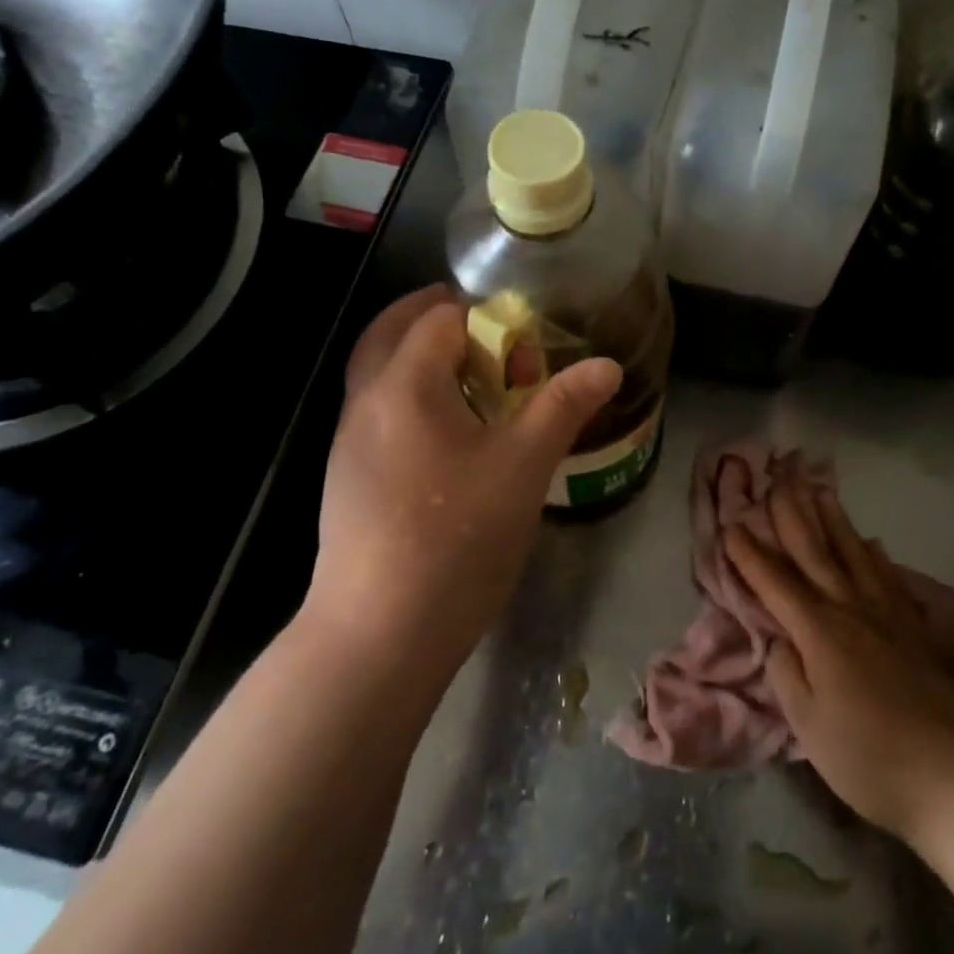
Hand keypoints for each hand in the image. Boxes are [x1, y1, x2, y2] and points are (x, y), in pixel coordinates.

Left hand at [306, 285, 621, 690]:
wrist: (378, 635)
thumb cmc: (456, 537)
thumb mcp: (524, 465)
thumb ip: (563, 405)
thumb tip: (607, 365)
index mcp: (403, 384)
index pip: (438, 318)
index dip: (484, 318)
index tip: (522, 345)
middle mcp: (364, 402)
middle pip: (389, 334)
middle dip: (434, 321)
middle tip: (481, 331)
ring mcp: (347, 444)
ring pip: (378, 376)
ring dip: (416, 360)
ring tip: (468, 381)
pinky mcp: (346, 481)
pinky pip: (376, 414)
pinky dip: (407, 399)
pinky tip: (443, 439)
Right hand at [728, 469, 953, 846]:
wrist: (952, 777)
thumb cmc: (867, 757)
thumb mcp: (808, 724)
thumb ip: (787, 674)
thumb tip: (780, 639)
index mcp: (819, 631)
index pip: (775, 583)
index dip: (750, 554)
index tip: (731, 525)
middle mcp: (851, 610)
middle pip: (815, 553)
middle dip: (792, 516)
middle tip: (778, 481)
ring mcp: (888, 617)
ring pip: (854, 555)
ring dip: (834, 521)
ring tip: (821, 491)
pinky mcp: (915, 631)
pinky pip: (890, 580)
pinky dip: (877, 557)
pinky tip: (873, 544)